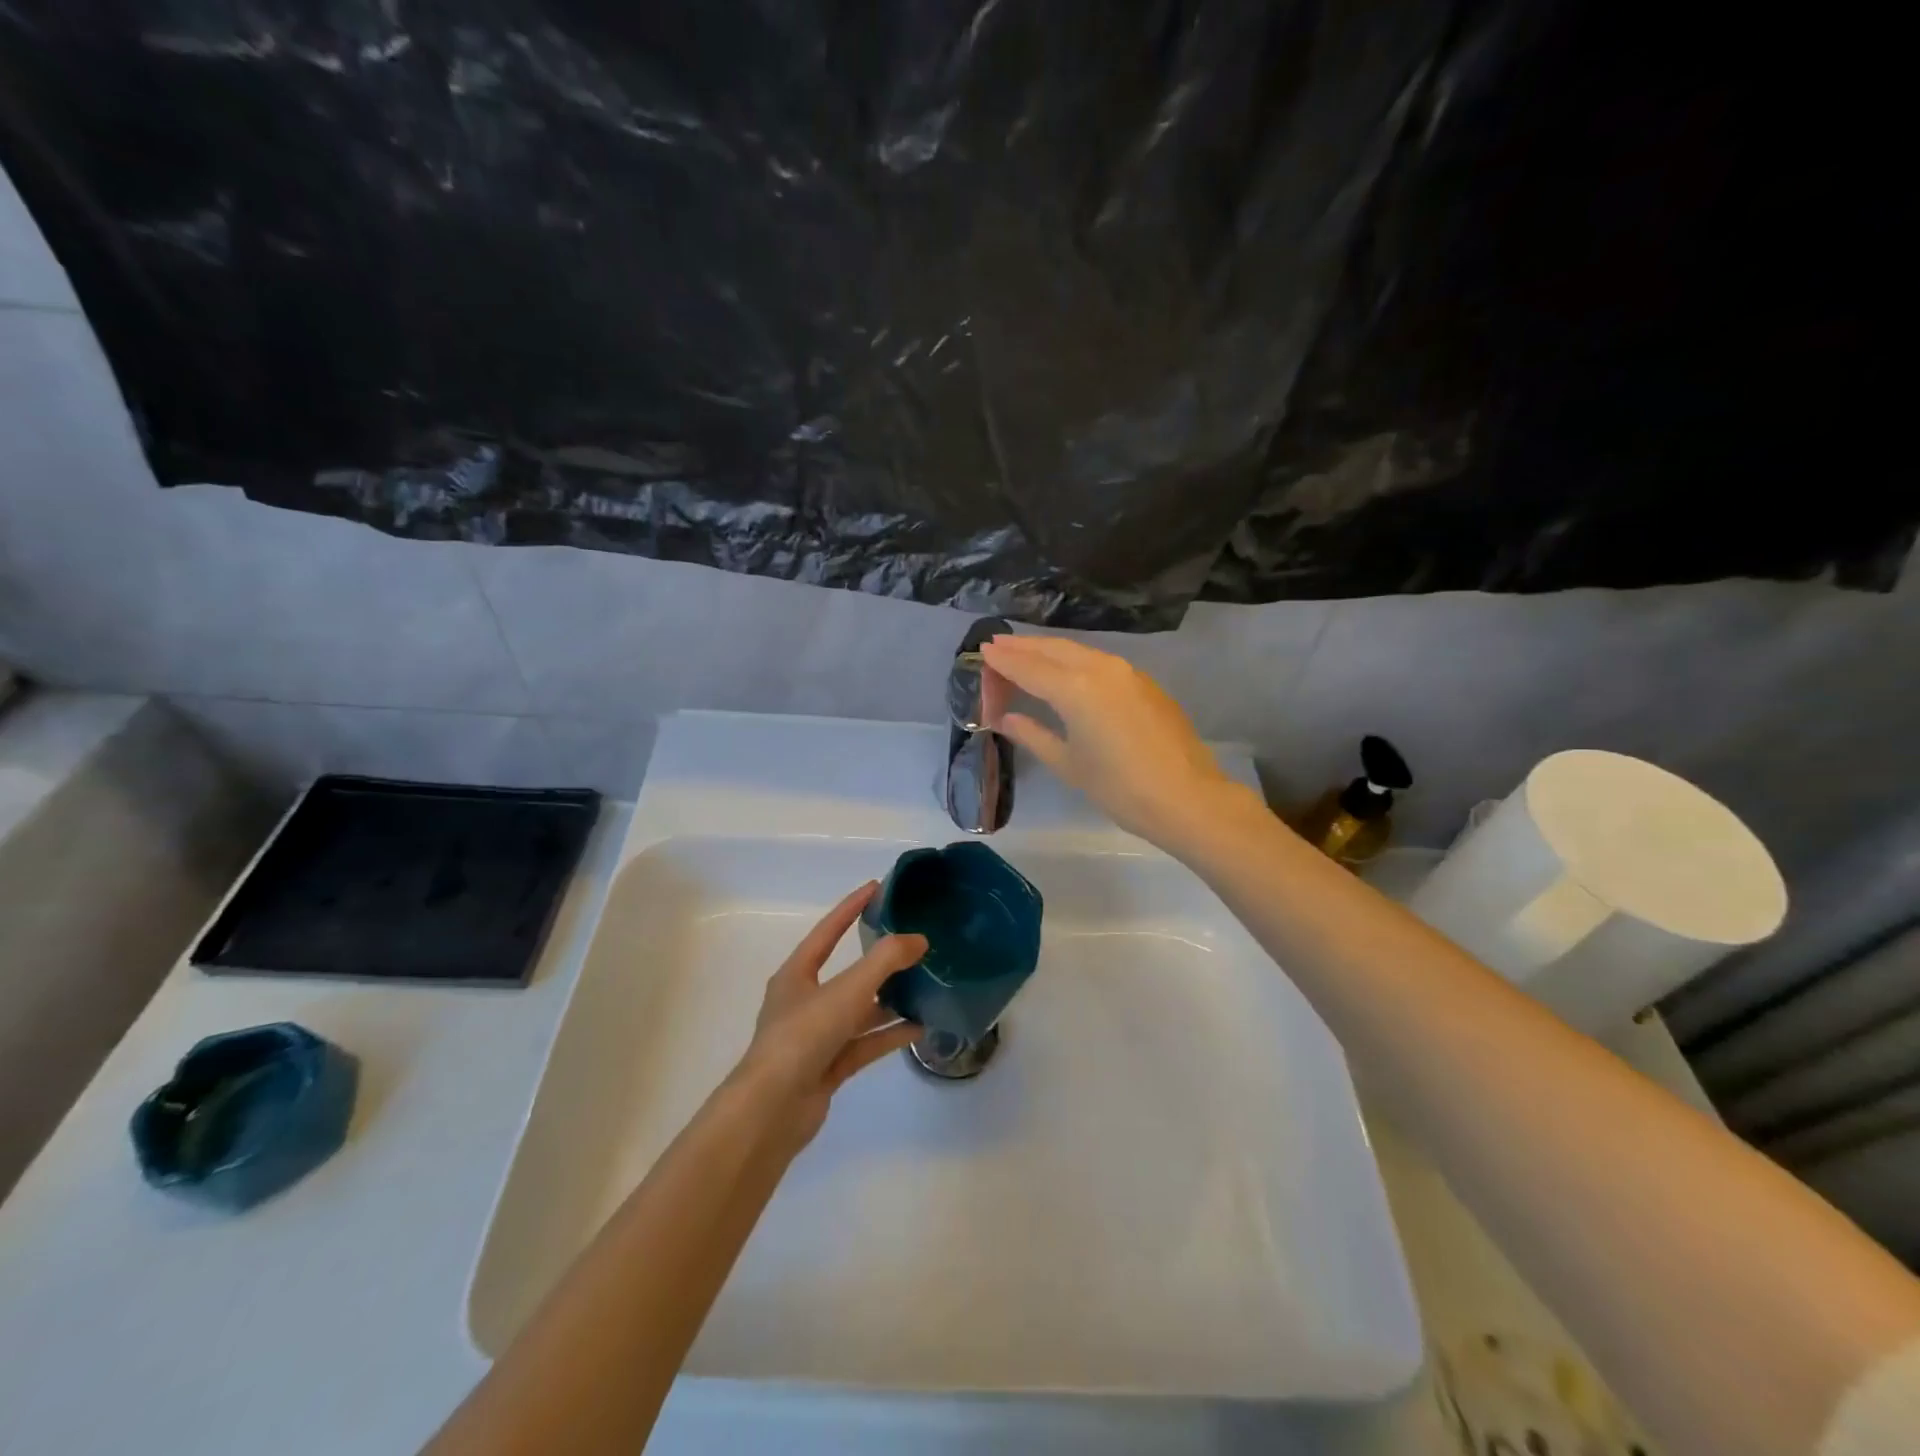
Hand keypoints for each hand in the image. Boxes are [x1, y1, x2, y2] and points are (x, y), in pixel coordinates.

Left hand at [730, 883, 925, 1150]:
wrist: (772, 1110)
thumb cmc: (804, 1036)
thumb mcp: (847, 989)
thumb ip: (885, 960)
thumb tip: (919, 939)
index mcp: (797, 974)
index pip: (828, 930)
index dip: (851, 907)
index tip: (877, 887)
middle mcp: (805, 1001)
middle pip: (847, 972)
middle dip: (879, 958)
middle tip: (913, 941)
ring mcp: (817, 1036)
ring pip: (859, 1010)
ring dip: (889, 999)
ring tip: (925, 985)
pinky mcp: (829, 1066)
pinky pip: (865, 1043)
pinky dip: (889, 1034)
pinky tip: (919, 1027)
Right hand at [979, 634, 1253, 847]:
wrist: (1187, 798)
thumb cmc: (1120, 789)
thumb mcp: (1068, 764)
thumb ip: (1032, 734)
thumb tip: (1005, 719)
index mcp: (1075, 689)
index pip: (1028, 667)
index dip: (1003, 660)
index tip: (982, 651)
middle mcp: (1099, 669)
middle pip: (1053, 649)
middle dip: (1023, 647)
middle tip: (997, 646)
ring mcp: (1126, 672)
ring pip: (1078, 651)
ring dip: (1048, 650)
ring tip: (1025, 653)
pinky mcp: (1143, 682)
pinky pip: (1098, 661)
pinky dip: (1073, 660)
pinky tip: (1065, 671)